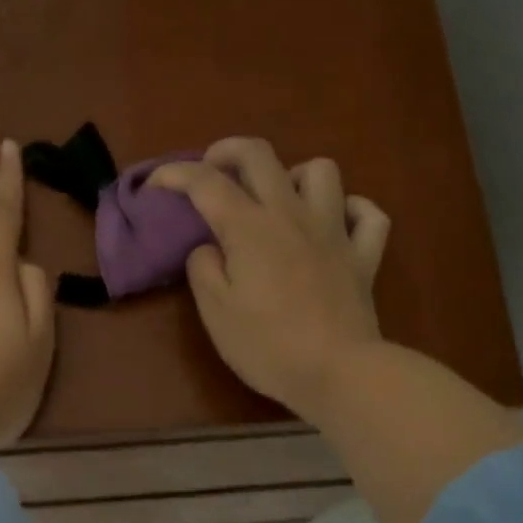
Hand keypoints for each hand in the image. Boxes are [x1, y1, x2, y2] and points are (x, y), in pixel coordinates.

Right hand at [151, 137, 389, 421]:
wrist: (338, 371)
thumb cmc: (267, 346)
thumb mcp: (216, 313)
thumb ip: (203, 269)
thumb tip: (208, 247)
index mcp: (249, 228)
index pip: (205, 182)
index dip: (174, 175)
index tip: (155, 185)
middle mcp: (292, 215)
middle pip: (260, 155)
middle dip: (227, 151)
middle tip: (211, 170)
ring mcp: (334, 231)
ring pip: (320, 171)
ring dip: (293, 175)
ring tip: (278, 199)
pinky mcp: (364, 255)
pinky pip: (367, 214)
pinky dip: (351, 210)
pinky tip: (336, 223)